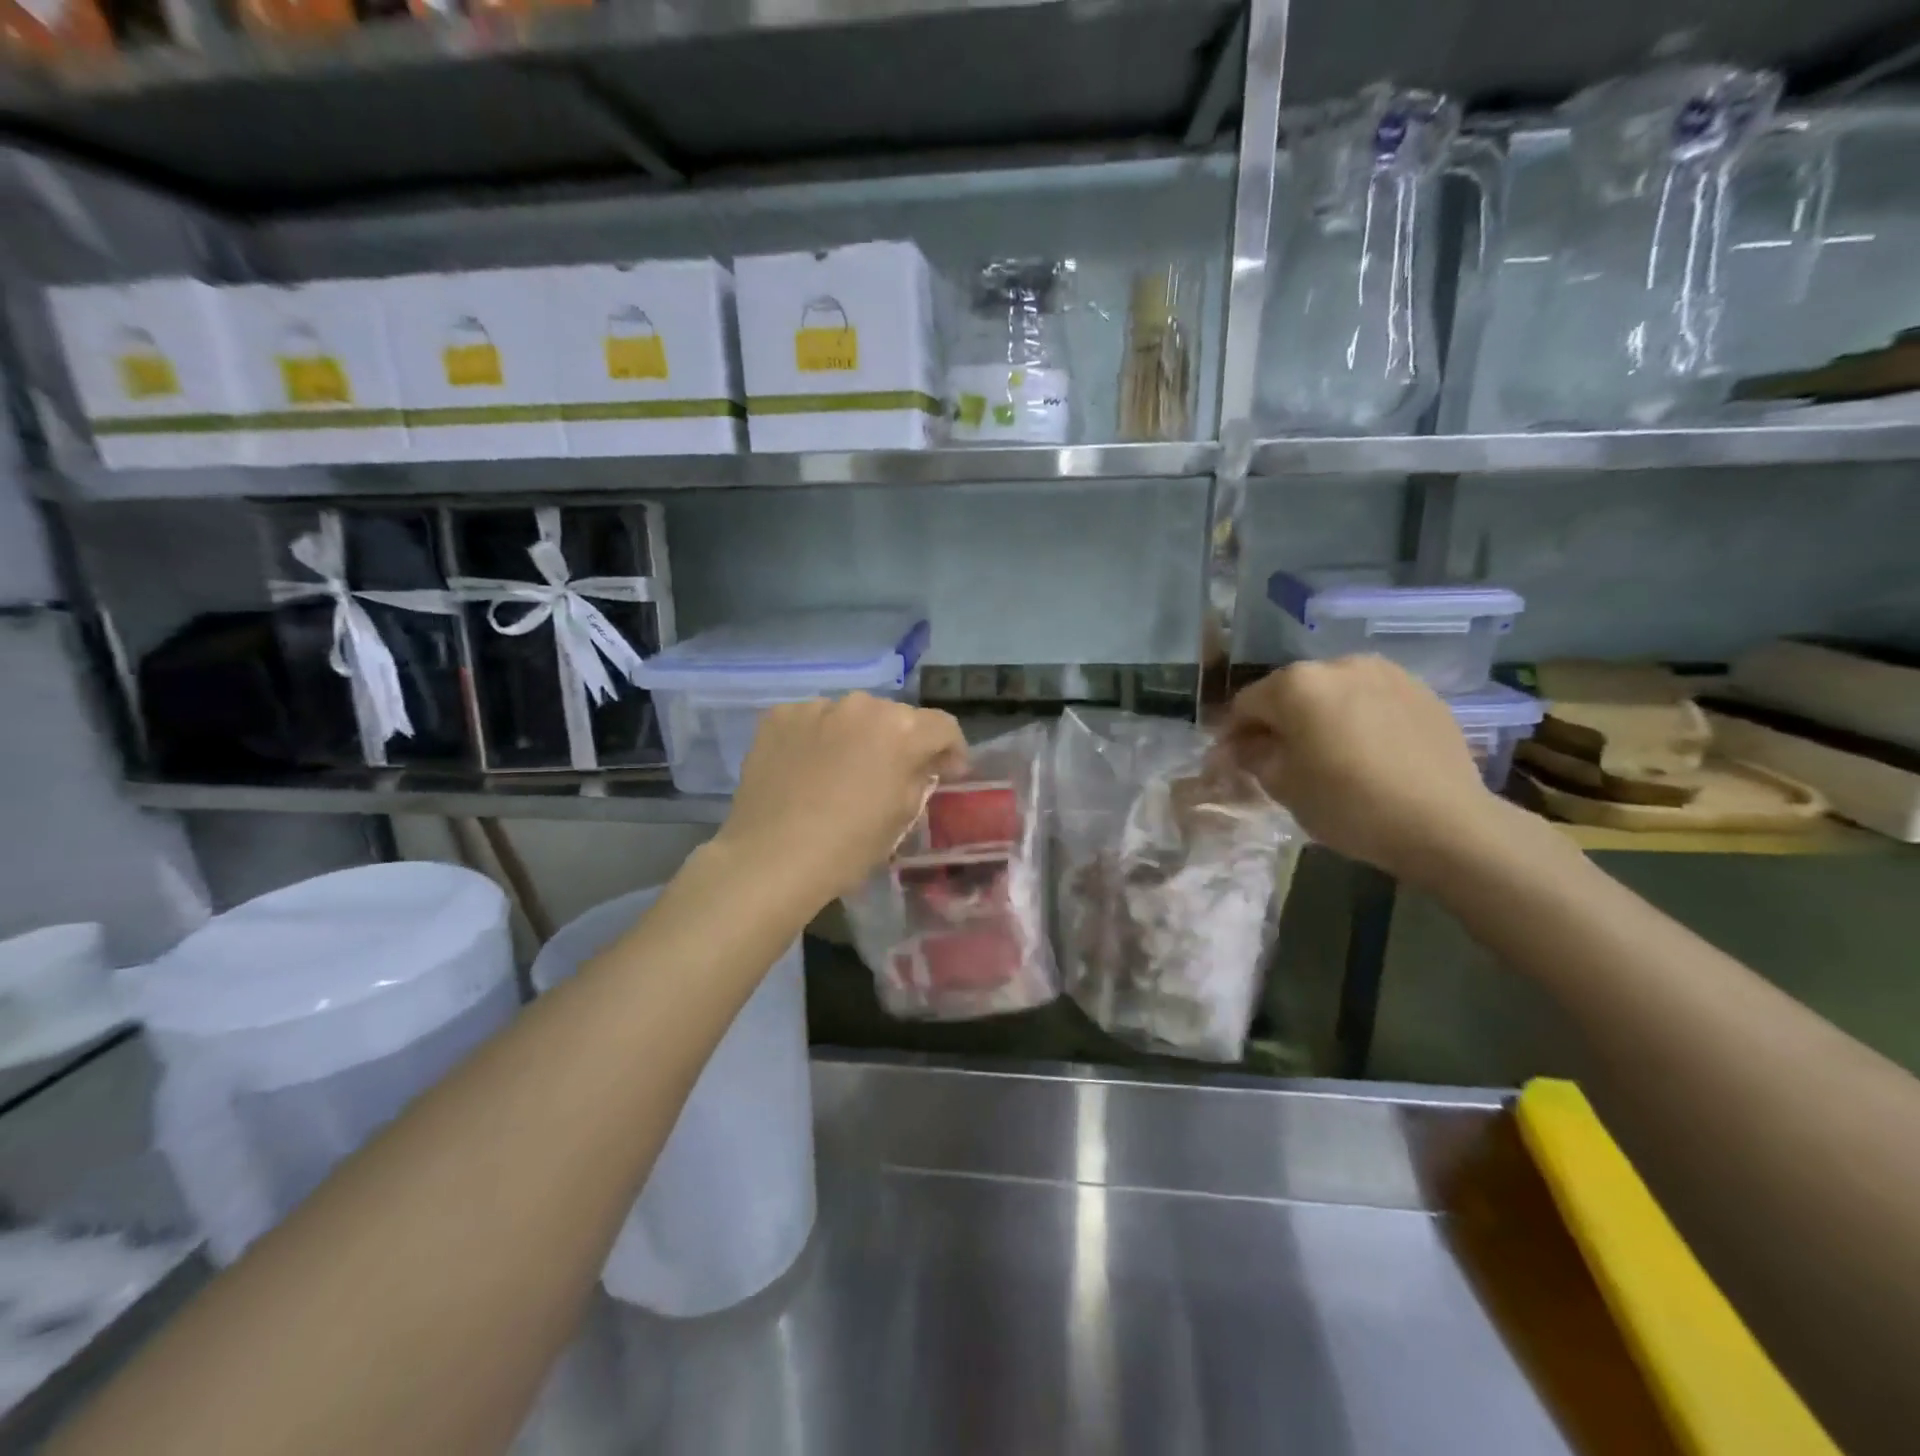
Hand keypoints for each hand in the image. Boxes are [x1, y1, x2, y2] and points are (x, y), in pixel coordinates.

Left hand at [717, 693, 967, 902]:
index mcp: (903, 730)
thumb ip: (919, 778)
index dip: (951, 749)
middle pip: (895, 717)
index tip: (946, 771)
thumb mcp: (902, 816)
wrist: (771, 858)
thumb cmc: (849, 846)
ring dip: (856, 736)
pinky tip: (807, 768)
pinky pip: (812, 720)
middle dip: (900, 741)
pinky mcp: (779, 715)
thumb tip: (922, 764)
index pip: (943, 726)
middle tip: (890, 773)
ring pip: (851, 716)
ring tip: (842, 770)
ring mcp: (817, 707)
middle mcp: (863, 705)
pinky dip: (817, 737)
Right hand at [1223, 656, 1508, 884]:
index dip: (1233, 733)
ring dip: (1320, 716)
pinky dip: (1358, 718)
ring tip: (1328, 753)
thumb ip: (1252, 756)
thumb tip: (1242, 746)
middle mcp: (1338, 664)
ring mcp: (1385, 673)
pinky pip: (1371, 700)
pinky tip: (1367, 752)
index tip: (1233, 761)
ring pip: (1333, 692)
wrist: (1445, 822)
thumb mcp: (1283, 786)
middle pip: (1290, 692)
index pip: (1246, 703)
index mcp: (1296, 684)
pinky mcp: (1421, 690)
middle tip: (1280, 759)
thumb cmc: (1348, 804)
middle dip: (1279, 721)